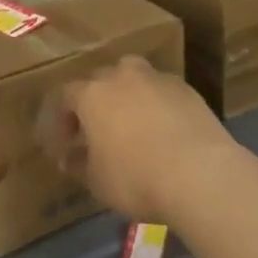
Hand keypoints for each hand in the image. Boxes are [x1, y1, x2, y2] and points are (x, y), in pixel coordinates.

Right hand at [37, 55, 243, 224]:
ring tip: (129, 123)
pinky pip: (160, 91)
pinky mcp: (186, 88)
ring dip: (126, 96)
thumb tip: (69, 157)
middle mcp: (122, 76)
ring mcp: (156, 78)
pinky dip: (154, 104)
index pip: (64, 95)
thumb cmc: (136, 178)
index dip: (58, 118)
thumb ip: (79, 164)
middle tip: (93, 131)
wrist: (199, 172)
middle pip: (99, 80)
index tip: (60, 143)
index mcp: (93, 94)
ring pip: (133, 78)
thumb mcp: (97, 181)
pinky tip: (160, 128)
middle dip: (92, 103)